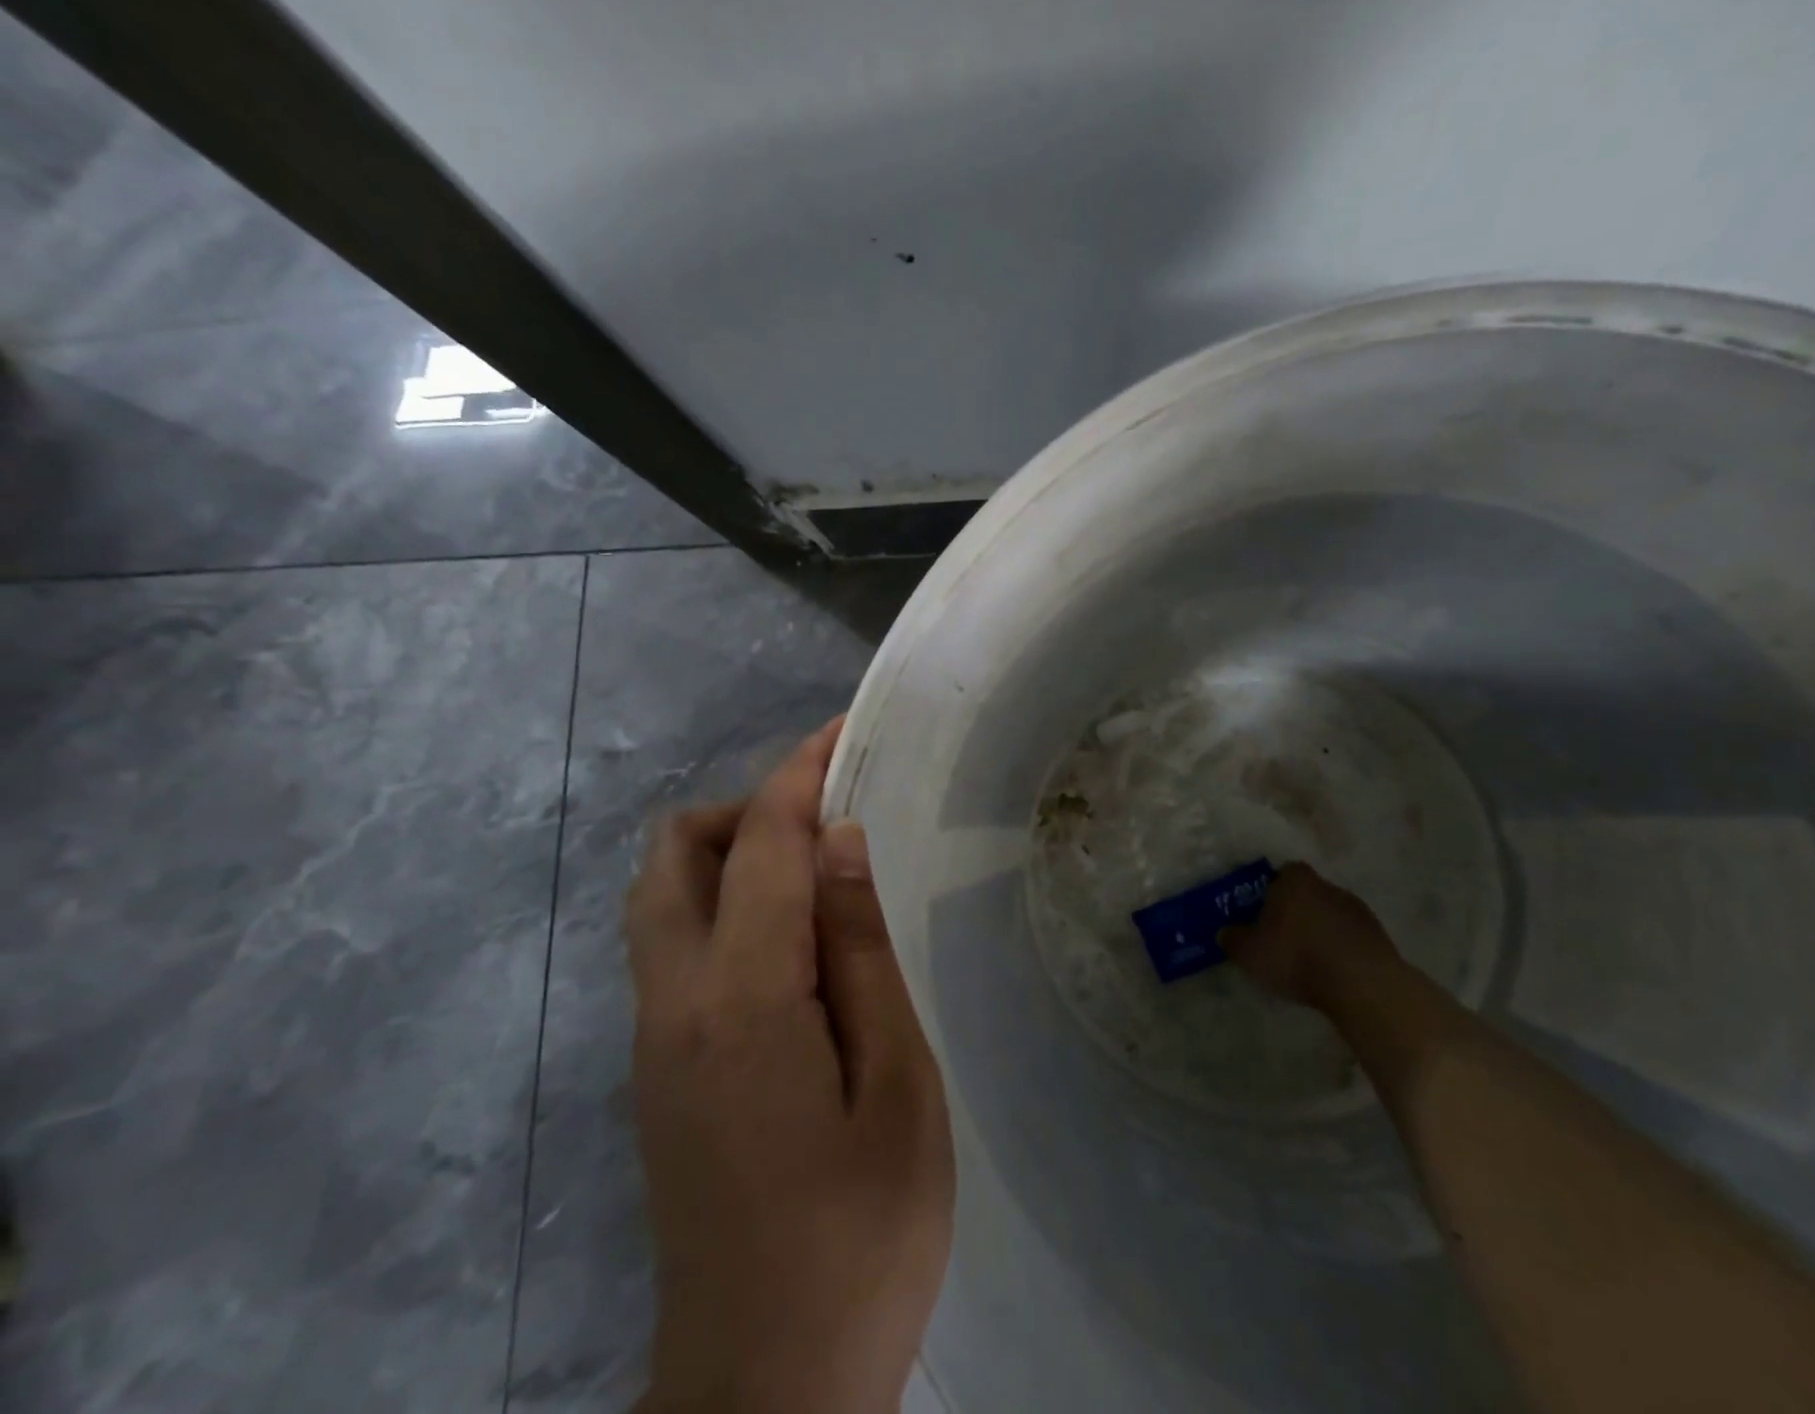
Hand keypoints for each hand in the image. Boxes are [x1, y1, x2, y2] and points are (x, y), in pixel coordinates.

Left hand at [624, 719, 954, 1413]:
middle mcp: (672, 1002)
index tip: (840, 732)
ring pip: (660, 897)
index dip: (798, 775)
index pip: (758, 846)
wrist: (764, 1390)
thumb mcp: (897, 1087)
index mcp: (740, 999)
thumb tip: (840, 844)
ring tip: (813, 875)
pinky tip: (786, 943)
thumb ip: (859, 953)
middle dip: (745, 809)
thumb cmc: (860, 1236)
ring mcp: (651, 1038)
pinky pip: (671, 945)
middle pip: (673, 854)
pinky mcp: (655, 1069)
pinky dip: (718, 903)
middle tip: (828, 822)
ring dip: (726, 854)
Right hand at [1221, 861, 1399, 1005]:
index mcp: (1295, 880)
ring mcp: (1358, 910)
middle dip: (1296, 911)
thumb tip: (1225, 933)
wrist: (1362, 984)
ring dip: (1321, 930)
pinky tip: (1331, 971)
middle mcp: (1327, 886)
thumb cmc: (1297, 956)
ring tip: (1308, 959)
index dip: (1271, 889)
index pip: (1282, 872)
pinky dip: (1341, 948)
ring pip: (1331, 914)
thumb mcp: (1249, 952)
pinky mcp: (1379, 936)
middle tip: (1281, 936)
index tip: (1263, 910)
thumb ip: (1233, 939)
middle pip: (1307, 892)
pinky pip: (1351, 937)